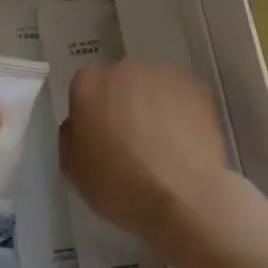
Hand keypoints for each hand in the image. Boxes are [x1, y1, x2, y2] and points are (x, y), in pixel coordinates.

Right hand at [60, 58, 236, 257]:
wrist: (185, 199)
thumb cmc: (120, 186)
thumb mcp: (73, 169)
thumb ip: (70, 136)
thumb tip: (80, 124)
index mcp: (88, 83)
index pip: (84, 90)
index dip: (91, 116)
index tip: (99, 140)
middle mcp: (124, 68)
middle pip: (119, 83)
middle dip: (122, 104)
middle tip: (130, 141)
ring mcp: (164, 74)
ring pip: (151, 87)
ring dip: (152, 105)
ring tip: (163, 144)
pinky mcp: (197, 87)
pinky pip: (181, 96)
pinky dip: (181, 112)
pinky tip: (184, 142)